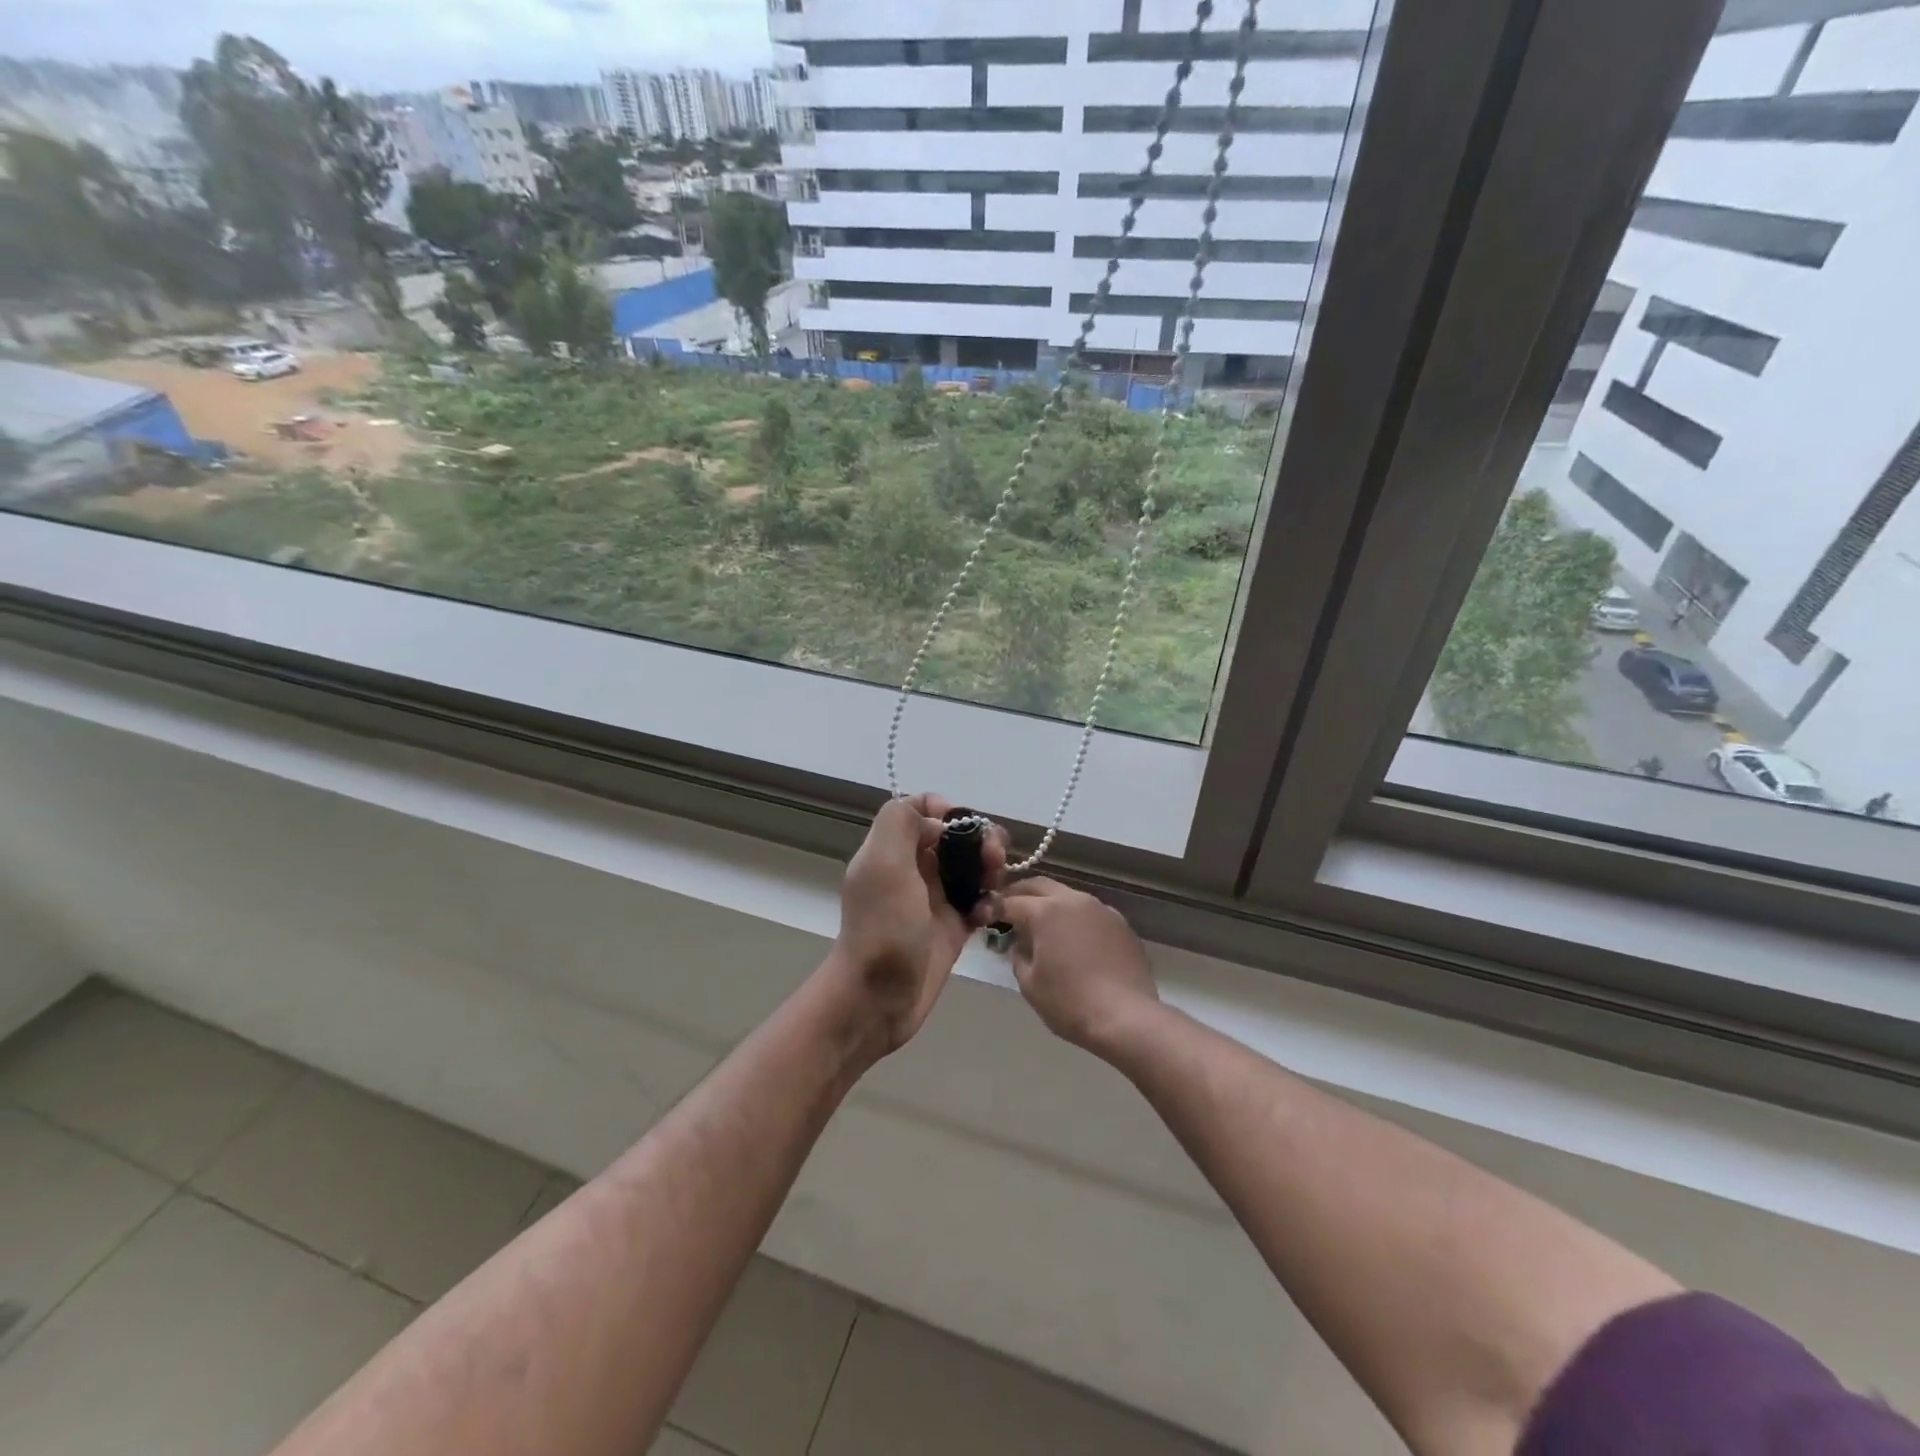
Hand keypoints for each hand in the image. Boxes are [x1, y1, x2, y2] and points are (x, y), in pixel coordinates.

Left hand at [832, 795, 1005, 1054]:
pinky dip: (989, 902)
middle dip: (979, 839)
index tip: (966, 824)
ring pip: (971, 868)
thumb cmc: (882, 928)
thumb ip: (900, 822)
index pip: (920, 809)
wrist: (877, 1000)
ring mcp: (933, 900)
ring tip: (996, 884)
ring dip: (990, 868)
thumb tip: (937, 816)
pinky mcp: (952, 928)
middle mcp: (912, 869)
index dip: (945, 808)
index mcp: (891, 849)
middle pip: (953, 837)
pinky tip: (989, 915)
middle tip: (994, 857)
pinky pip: (979, 902)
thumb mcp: (883, 864)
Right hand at [996, 877, 1161, 1054]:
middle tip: (1009, 908)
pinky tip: (1074, 940)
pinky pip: (1090, 912)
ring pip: (1068, 895)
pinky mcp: (1121, 924)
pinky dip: (1075, 918)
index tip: (985, 915)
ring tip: (1042, 924)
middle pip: (1040, 886)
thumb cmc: (1070, 1002)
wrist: (1127, 1018)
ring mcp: (1101, 909)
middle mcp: (1074, 900)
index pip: (1011, 901)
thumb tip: (1021, 944)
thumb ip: (1018, 956)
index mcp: (1046, 911)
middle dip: (1021, 893)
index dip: (995, 908)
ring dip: (1050, 904)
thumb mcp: (1030, 984)